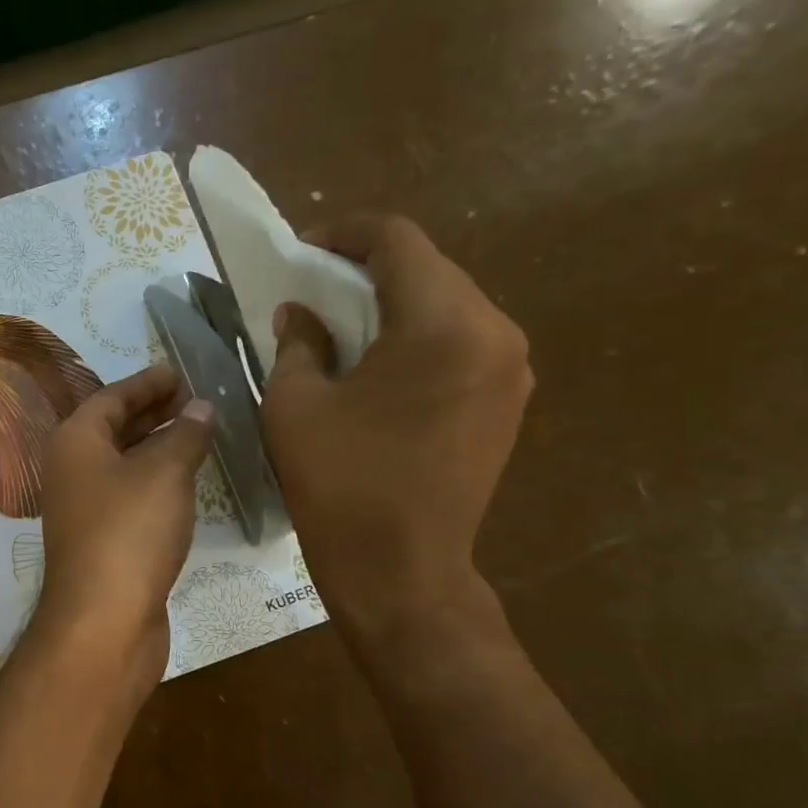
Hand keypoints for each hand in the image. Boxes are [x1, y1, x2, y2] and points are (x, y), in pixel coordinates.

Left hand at [34, 365, 214, 697]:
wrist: (104, 619)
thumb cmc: (130, 531)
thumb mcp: (164, 472)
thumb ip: (185, 434)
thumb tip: (201, 406)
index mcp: (75, 441)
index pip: (111, 396)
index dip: (147, 382)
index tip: (180, 372)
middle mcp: (72, 470)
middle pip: (113, 428)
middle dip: (153, 411)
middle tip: (194, 398)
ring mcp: (84, 508)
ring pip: (123, 463)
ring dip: (157, 445)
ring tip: (198, 431)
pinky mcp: (103, 540)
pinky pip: (131, 493)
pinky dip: (156, 479)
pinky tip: (186, 481)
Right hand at [262, 213, 531, 653]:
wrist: (402, 572)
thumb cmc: (340, 485)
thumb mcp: (296, 405)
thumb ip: (298, 343)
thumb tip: (300, 313)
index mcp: (442, 324)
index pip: (397, 242)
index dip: (344, 235)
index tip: (302, 252)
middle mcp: (494, 332)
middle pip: (429, 269)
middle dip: (368, 270)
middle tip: (314, 292)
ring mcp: (511, 370)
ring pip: (448, 305)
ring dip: (395, 304)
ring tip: (343, 328)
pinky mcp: (509, 403)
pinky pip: (462, 344)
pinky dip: (419, 338)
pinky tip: (380, 367)